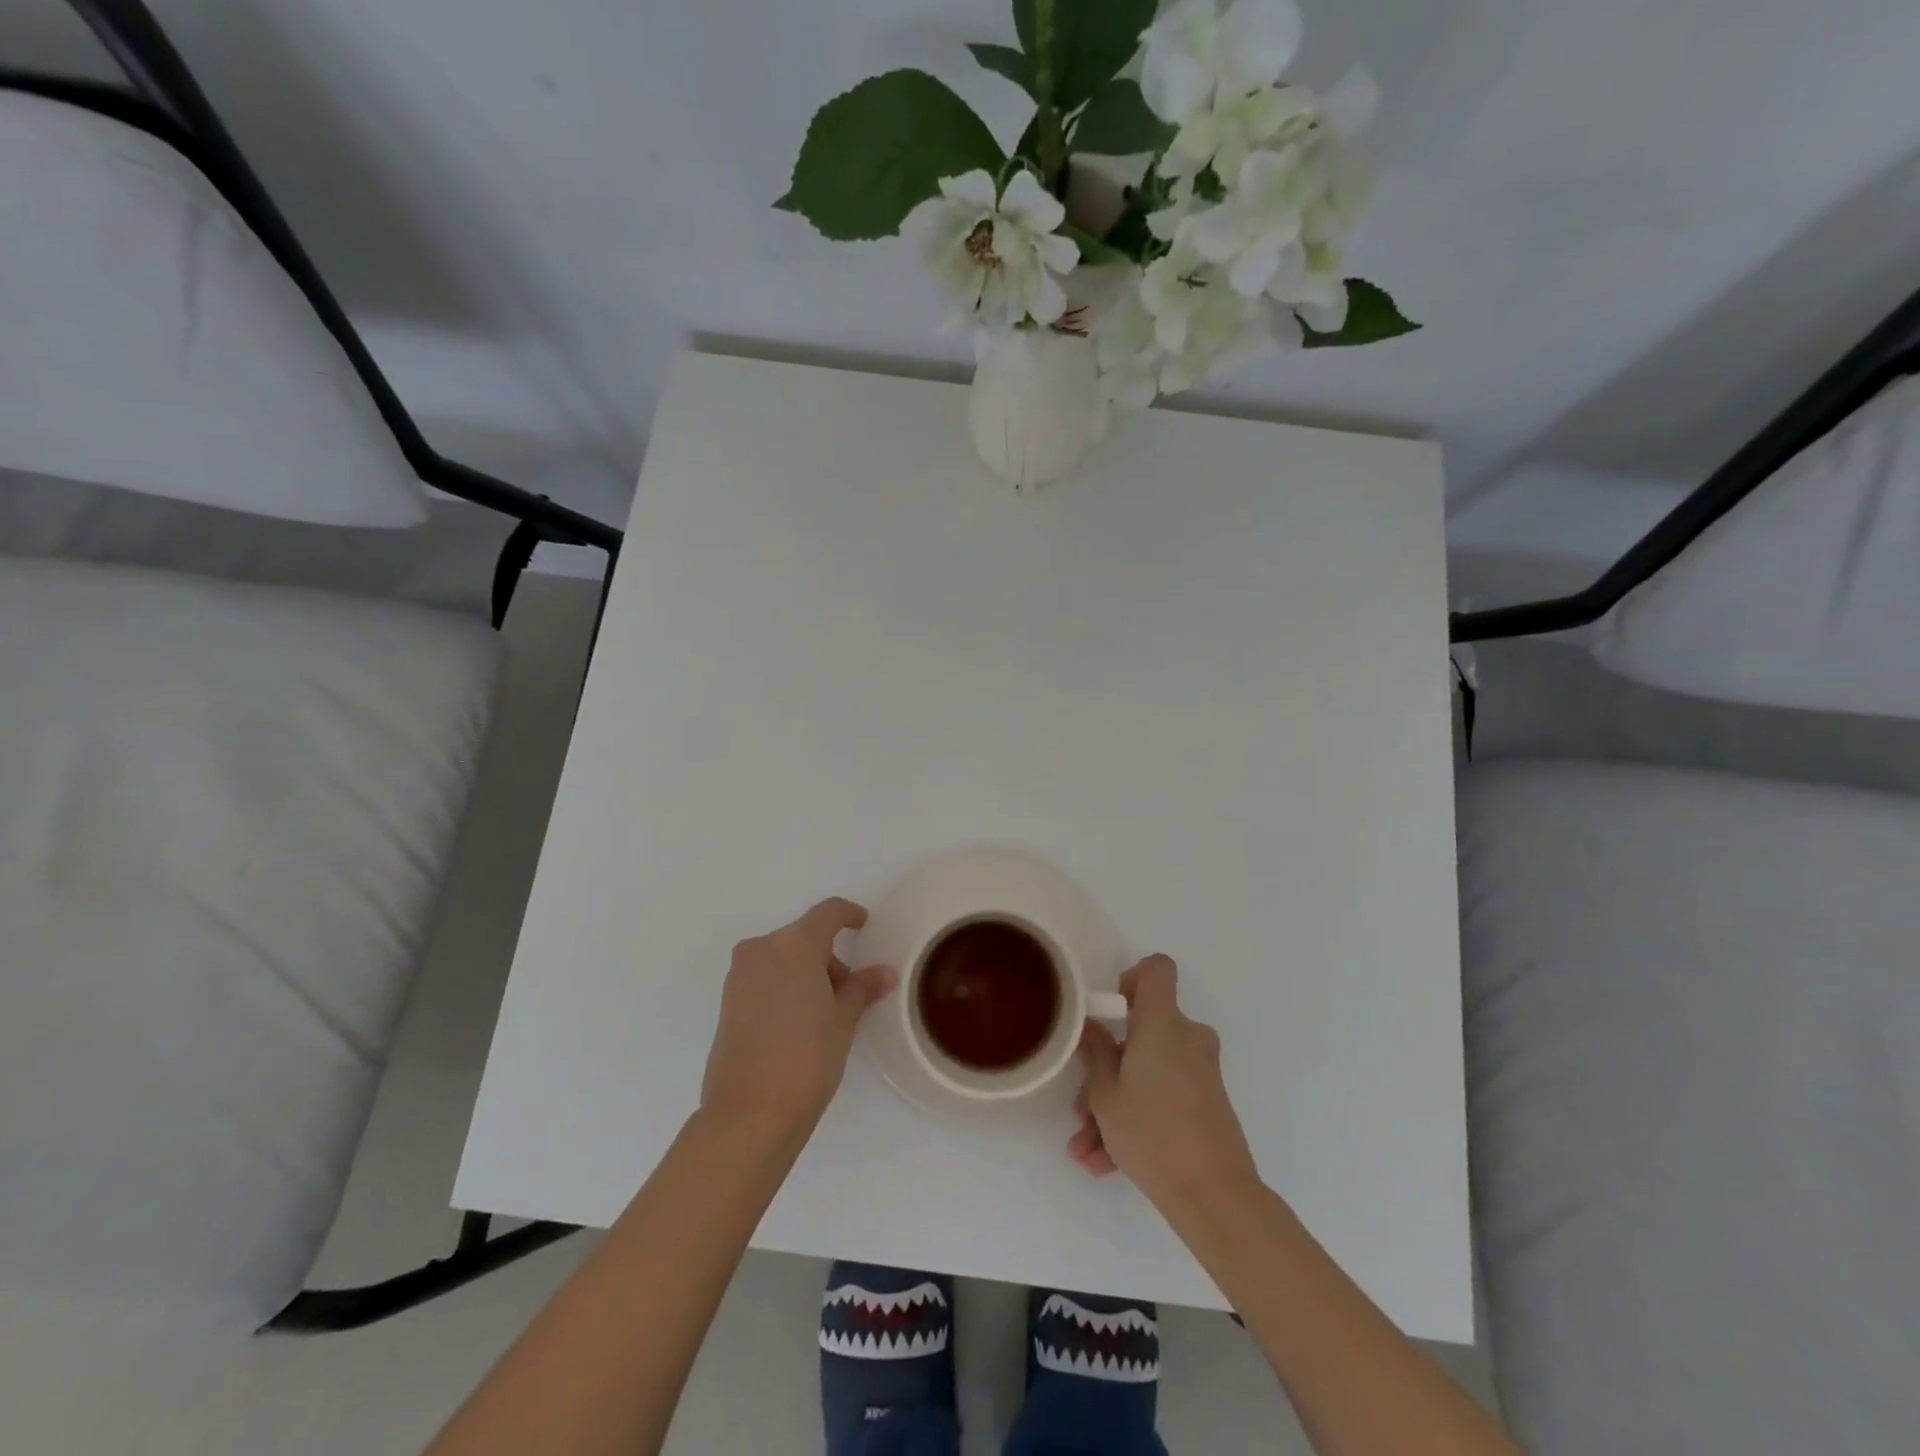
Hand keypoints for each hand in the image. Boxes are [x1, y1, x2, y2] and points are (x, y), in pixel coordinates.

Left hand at [701, 898, 895, 1139]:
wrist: (749, 1113)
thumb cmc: (807, 1057)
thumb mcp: (843, 1020)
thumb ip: (862, 988)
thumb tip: (884, 972)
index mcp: (794, 944)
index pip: (827, 913)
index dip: (848, 914)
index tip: (863, 924)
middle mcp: (762, 950)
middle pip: (804, 938)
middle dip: (828, 957)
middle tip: (847, 994)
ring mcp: (739, 975)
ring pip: (782, 959)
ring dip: (805, 973)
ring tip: (823, 1015)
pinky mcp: (727, 1002)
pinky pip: (765, 979)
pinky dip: (784, 988)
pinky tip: (797, 1024)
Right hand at [1070, 954, 1260, 1211]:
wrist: (1215, 1197)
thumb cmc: (1153, 1133)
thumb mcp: (1106, 1094)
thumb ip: (1094, 1053)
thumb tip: (1091, 1025)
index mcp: (1163, 1023)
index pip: (1157, 969)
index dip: (1132, 979)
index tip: (1111, 1010)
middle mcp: (1187, 1038)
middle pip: (1142, 1033)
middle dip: (1107, 1067)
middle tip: (1082, 1108)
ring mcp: (1200, 1071)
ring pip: (1147, 1072)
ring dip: (1115, 1103)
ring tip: (1086, 1148)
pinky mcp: (1207, 1102)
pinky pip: (1163, 1095)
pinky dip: (1137, 1117)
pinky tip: (1106, 1162)